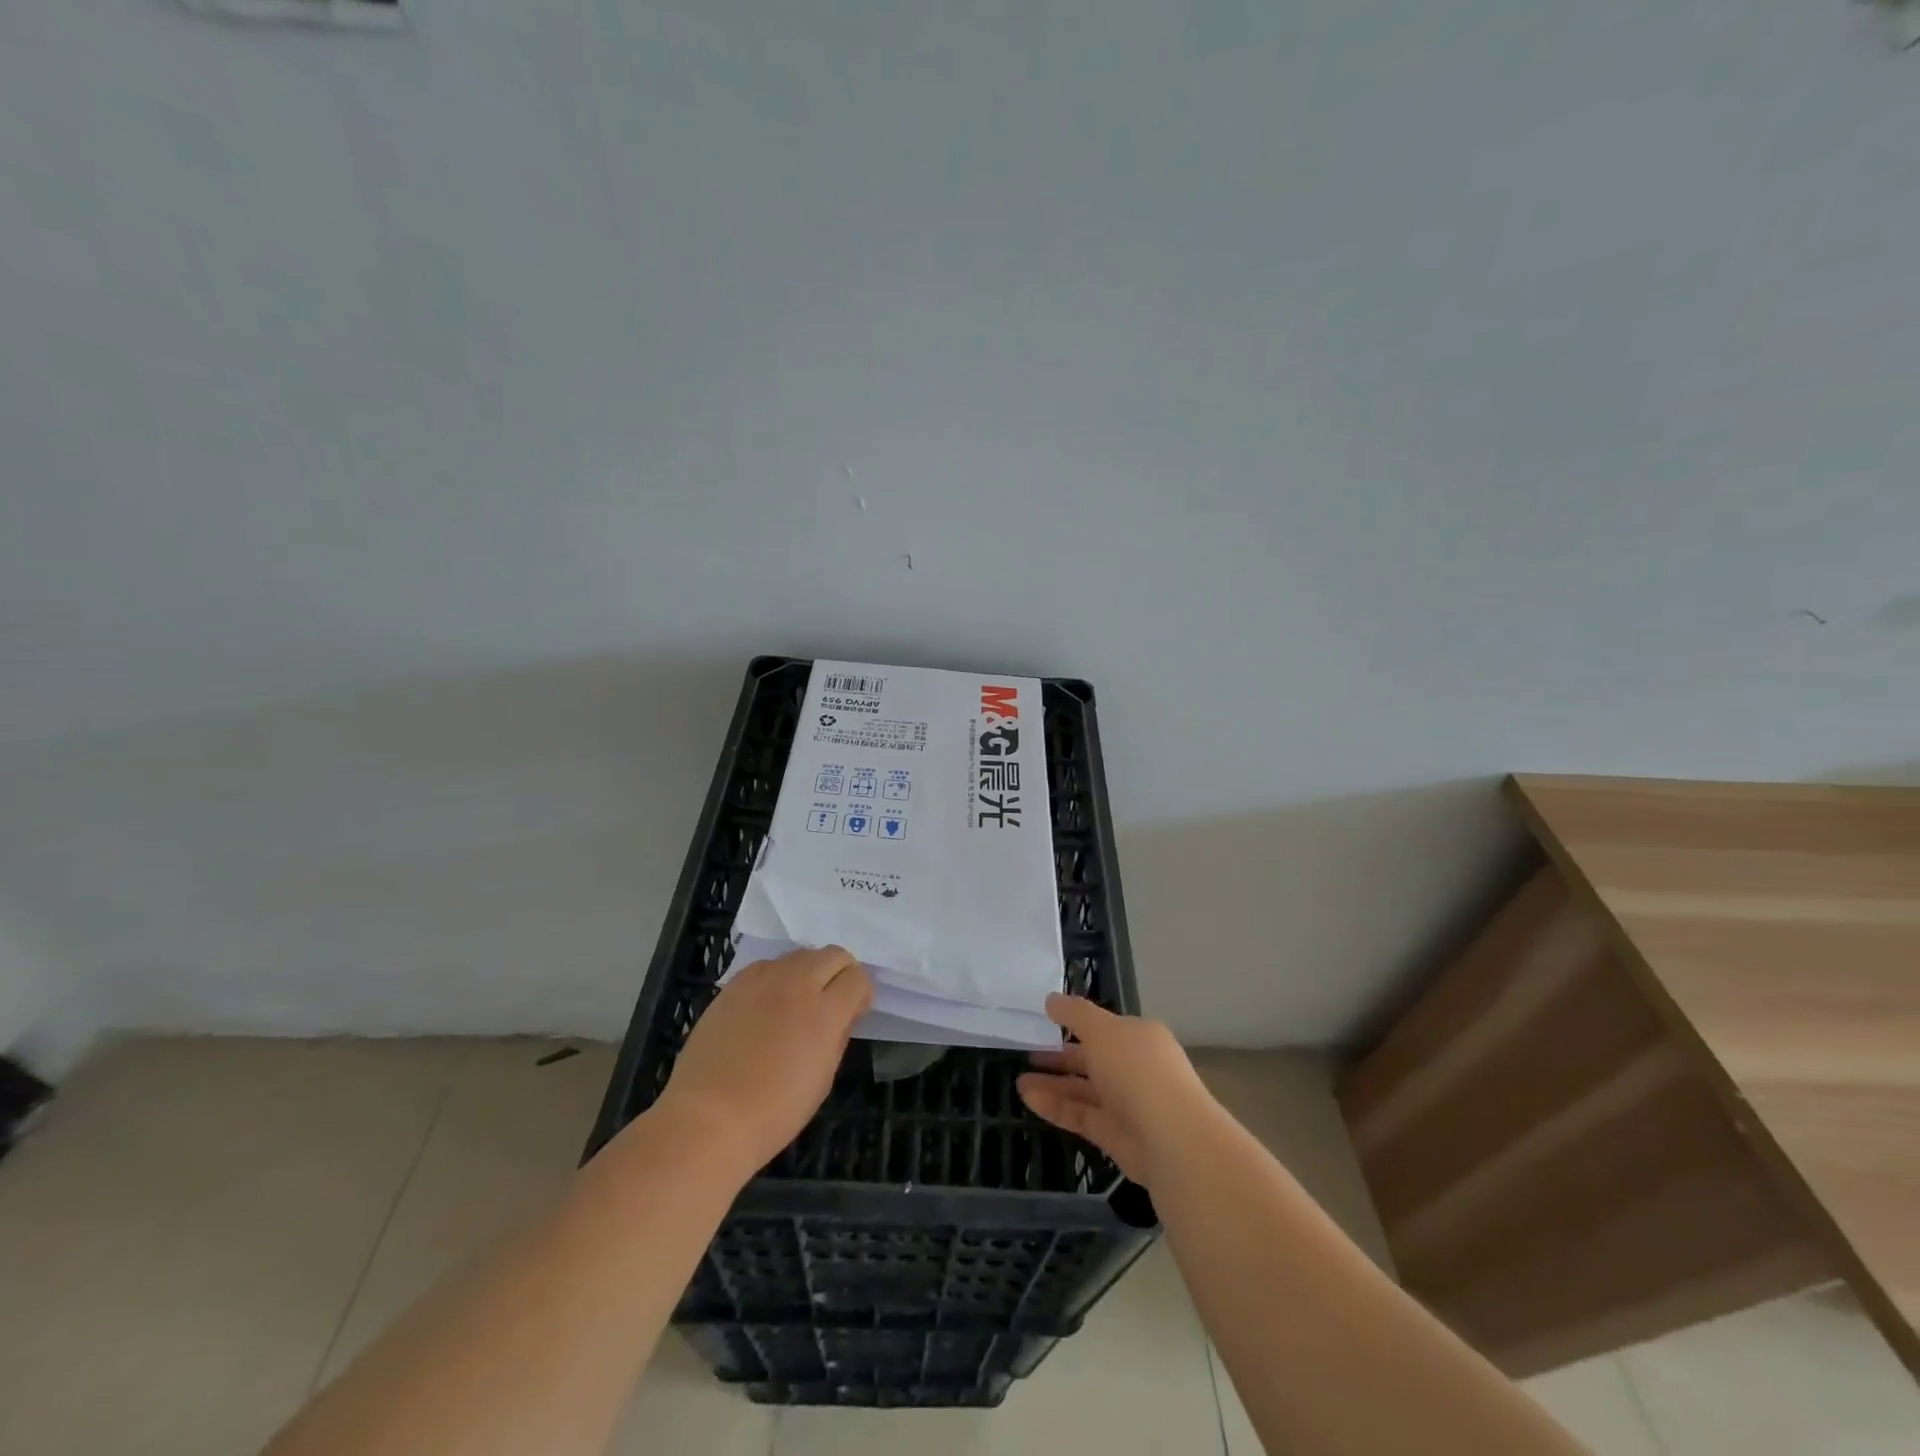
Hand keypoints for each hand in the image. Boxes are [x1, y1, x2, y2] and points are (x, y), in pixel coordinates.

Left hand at [653, 947, 872, 1175]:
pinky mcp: (735, 983)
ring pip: (800, 955)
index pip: (858, 978)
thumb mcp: (823, 1079)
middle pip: (833, 954)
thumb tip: (842, 1015)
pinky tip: (766, 1006)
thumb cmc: (774, 1112)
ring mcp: (762, 979)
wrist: (708, 1119)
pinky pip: (767, 966)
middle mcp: (797, 984)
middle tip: (831, 1003)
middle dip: (840, 974)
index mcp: (824, 1012)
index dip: (861, 995)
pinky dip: (777, 977)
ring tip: (796, 1004)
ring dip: (809, 972)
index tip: (854, 1014)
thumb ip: (838, 1036)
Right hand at [1017, 993, 1219, 1186]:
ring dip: (1052, 1084)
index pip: (1105, 1028)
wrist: (1173, 1140)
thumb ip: (1074, 1014)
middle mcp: (1135, 1069)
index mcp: (1139, 1038)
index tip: (1046, 1023)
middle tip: (1028, 1053)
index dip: (1076, 1024)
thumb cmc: (1138, 1071)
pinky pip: (1081, 1116)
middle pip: (1093, 1060)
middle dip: (1060, 1056)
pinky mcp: (1116, 1136)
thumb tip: (1052, 999)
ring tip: (1019, 1080)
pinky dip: (1055, 1107)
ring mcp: (1127, 1104)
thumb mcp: (1102, 1030)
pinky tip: (1028, 1098)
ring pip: (1084, 1090)